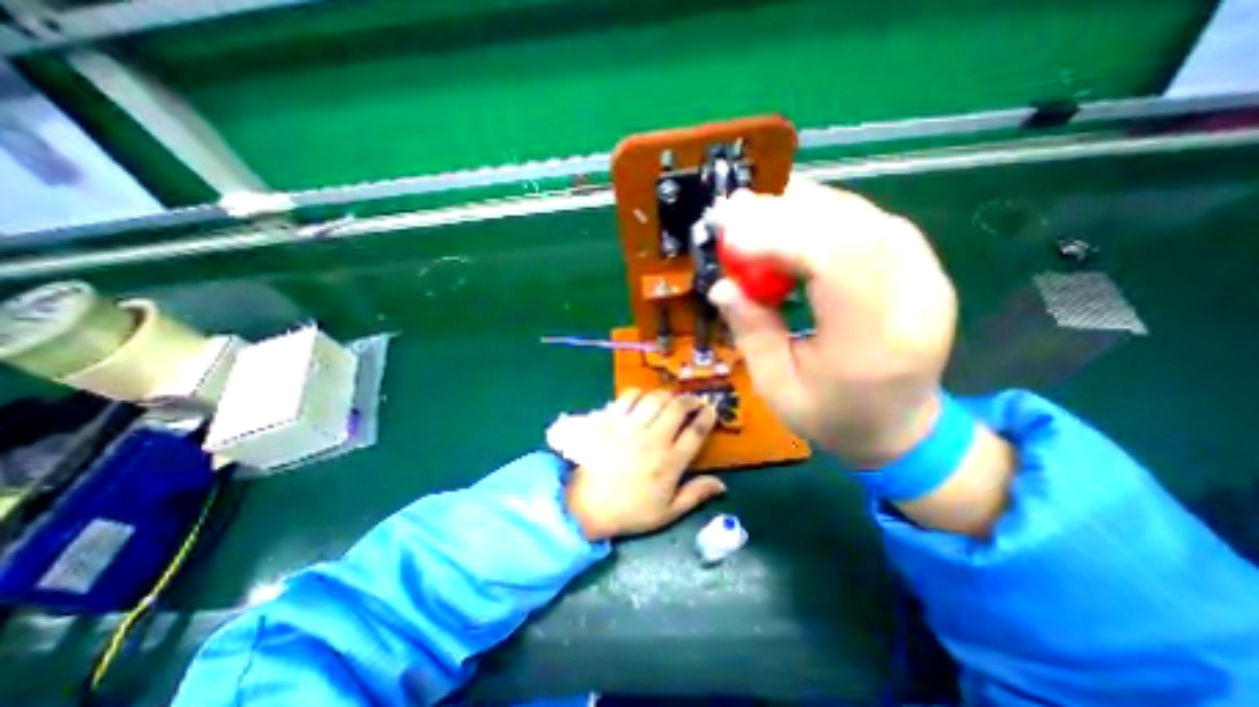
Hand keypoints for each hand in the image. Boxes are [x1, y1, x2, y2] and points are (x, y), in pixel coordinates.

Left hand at [546, 391, 723, 541]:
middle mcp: (653, 440)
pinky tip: (643, 399)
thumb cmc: (630, 511)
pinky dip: (639, 394)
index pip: (696, 432)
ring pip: (655, 398)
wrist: (586, 507)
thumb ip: (695, 495)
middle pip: (677, 408)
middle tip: (694, 400)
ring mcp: (629, 427)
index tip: (710, 411)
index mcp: (670, 462)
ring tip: (670, 398)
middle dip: (691, 400)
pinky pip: (628, 397)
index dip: (707, 417)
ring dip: (667, 395)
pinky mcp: (610, 420)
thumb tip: (721, 484)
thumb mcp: (667, 512)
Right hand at [707, 174, 956, 465]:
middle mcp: (912, 299)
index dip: (780, 237)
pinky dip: (821, 215)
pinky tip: (789, 221)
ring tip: (751, 213)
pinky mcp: (921, 267)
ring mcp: (926, 277)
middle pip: (850, 228)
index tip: (729, 236)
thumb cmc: (832, 416)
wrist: (899, 426)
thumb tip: (723, 286)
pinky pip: (868, 223)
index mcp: (874, 342)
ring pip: (860, 217)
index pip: (837, 262)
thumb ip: (751, 334)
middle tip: (731, 212)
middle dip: (782, 214)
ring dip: (799, 209)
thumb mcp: (776, 388)